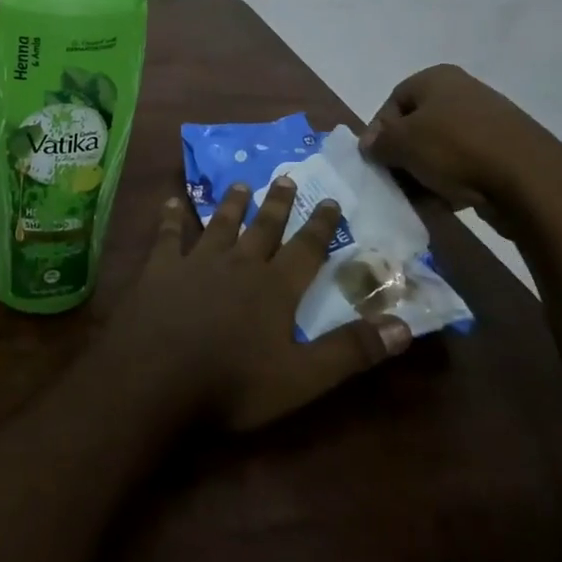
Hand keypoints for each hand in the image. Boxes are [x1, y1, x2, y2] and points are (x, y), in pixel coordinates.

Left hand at [104, 178, 410, 432]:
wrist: (156, 378)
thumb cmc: (234, 384)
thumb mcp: (303, 378)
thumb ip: (352, 350)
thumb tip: (404, 325)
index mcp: (275, 288)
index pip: (306, 249)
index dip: (320, 226)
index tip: (330, 200)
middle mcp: (239, 264)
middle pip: (263, 228)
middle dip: (278, 204)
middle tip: (286, 177)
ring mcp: (197, 261)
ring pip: (220, 224)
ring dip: (232, 204)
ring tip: (241, 184)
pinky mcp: (160, 267)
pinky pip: (168, 234)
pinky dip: (171, 217)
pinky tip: (171, 201)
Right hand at [359, 64, 561, 221]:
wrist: (531, 181)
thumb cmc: (455, 149)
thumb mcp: (402, 143)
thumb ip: (378, 142)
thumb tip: (370, 145)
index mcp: (437, 78)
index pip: (392, 103)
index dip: (379, 133)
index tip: (376, 161)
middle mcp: (464, 91)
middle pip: (418, 126)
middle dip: (404, 156)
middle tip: (397, 182)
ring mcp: (490, 120)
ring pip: (441, 148)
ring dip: (426, 172)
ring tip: (423, 197)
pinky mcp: (509, 150)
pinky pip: (468, 164)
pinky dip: (454, 181)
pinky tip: (450, 202)